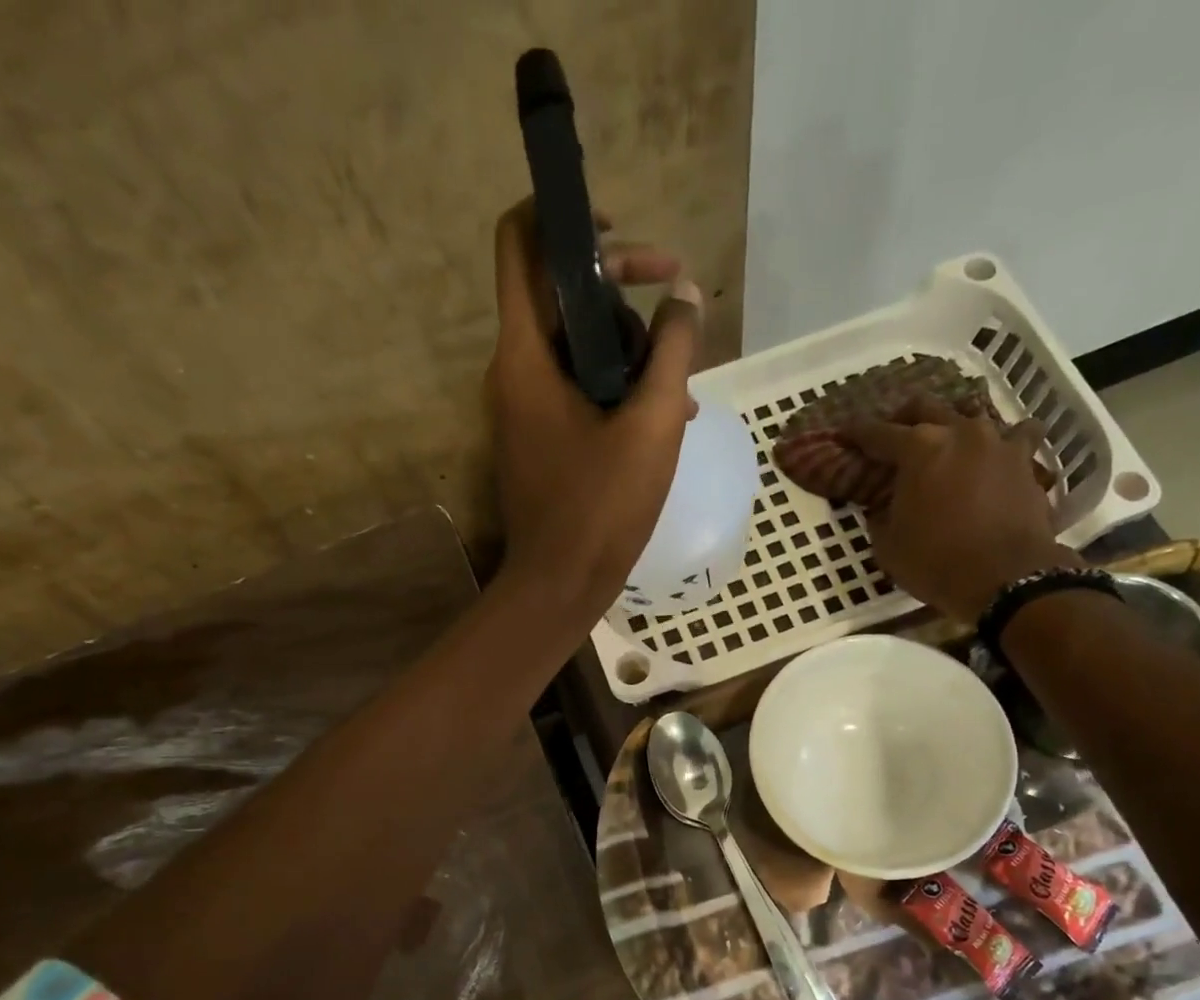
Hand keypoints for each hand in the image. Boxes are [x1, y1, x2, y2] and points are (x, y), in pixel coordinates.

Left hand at [487, 200, 702, 615]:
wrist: (560, 585)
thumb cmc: (602, 507)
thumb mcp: (651, 425)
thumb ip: (673, 351)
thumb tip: (686, 295)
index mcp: (525, 354)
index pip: (521, 243)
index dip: (563, 215)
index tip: (618, 230)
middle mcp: (513, 371)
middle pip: (557, 292)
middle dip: (619, 286)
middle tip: (676, 302)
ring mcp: (524, 409)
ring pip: (573, 346)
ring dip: (628, 347)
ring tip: (681, 380)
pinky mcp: (539, 439)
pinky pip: (575, 389)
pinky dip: (615, 387)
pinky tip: (663, 414)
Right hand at [845, 409, 1078, 620]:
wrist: (1006, 578)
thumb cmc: (935, 562)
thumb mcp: (888, 546)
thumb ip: (880, 516)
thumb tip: (881, 507)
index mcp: (918, 449)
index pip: (878, 433)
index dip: (857, 434)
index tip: (845, 434)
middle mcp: (959, 432)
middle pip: (925, 407)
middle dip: (904, 418)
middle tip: (894, 436)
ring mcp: (998, 442)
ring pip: (973, 414)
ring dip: (955, 425)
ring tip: (948, 444)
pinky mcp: (1026, 460)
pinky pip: (1017, 435)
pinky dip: (1003, 442)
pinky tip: (997, 457)